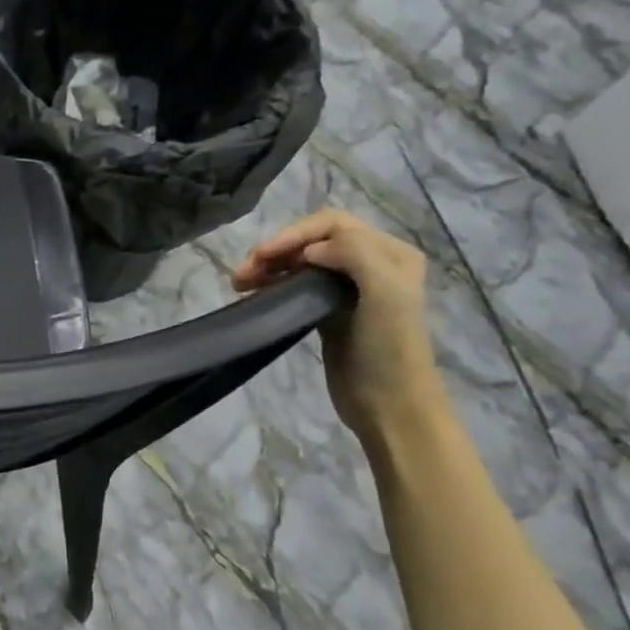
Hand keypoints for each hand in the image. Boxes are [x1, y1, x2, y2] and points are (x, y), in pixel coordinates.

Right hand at [232, 210, 442, 443]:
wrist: (390, 405)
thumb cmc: (388, 348)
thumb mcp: (385, 292)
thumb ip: (354, 254)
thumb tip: (309, 251)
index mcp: (390, 253)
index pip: (332, 224)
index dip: (294, 234)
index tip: (263, 256)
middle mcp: (372, 263)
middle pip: (312, 240)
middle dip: (275, 249)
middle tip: (242, 273)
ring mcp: (348, 288)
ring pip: (299, 262)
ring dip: (268, 265)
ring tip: (239, 283)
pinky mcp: (328, 310)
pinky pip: (296, 284)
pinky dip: (273, 282)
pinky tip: (253, 293)